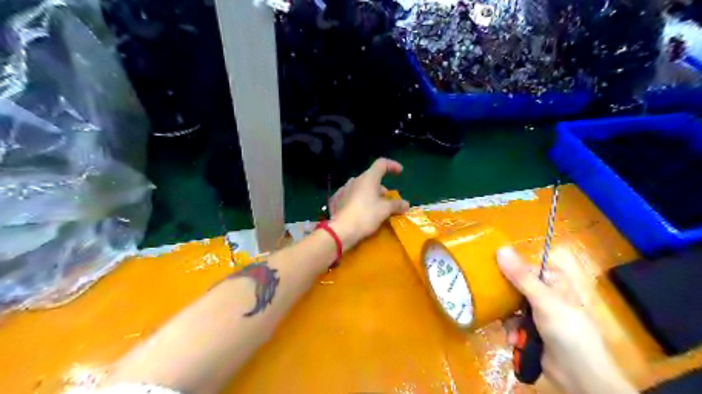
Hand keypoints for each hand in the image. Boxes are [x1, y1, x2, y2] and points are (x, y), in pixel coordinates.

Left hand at [329, 157, 412, 248]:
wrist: (340, 230)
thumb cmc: (365, 216)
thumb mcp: (384, 210)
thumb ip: (396, 205)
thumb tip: (406, 204)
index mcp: (368, 178)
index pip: (381, 164)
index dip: (392, 165)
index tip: (400, 172)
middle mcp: (355, 180)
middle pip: (371, 178)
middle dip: (381, 188)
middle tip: (388, 201)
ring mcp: (344, 189)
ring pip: (361, 187)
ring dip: (370, 194)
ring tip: (375, 207)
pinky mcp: (336, 200)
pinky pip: (351, 196)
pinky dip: (359, 200)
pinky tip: (360, 211)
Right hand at [493, 249, 637, 393]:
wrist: (580, 376)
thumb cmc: (567, 331)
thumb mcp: (543, 300)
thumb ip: (520, 276)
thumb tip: (500, 249)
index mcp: (553, 281)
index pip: (525, 267)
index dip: (509, 267)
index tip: (490, 269)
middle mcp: (545, 294)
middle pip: (515, 286)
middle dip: (504, 296)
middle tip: (489, 296)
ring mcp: (538, 314)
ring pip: (511, 305)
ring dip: (507, 317)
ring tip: (510, 328)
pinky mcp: (531, 331)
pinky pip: (513, 323)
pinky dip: (511, 331)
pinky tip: (513, 339)